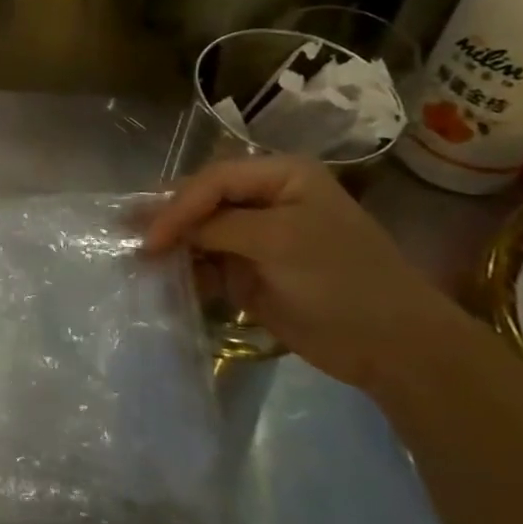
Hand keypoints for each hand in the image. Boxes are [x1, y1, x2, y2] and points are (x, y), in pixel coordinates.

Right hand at [142, 157, 456, 389]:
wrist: (394, 347)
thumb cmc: (341, 279)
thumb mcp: (278, 241)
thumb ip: (218, 227)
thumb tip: (161, 229)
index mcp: (281, 176)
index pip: (213, 180)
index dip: (178, 204)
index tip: (151, 236)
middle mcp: (266, 200)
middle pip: (203, 201)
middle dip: (169, 219)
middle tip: (129, 235)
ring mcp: (257, 238)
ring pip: (201, 232)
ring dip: (173, 245)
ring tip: (139, 257)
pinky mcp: (250, 272)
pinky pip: (208, 264)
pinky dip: (187, 271)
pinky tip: (166, 279)